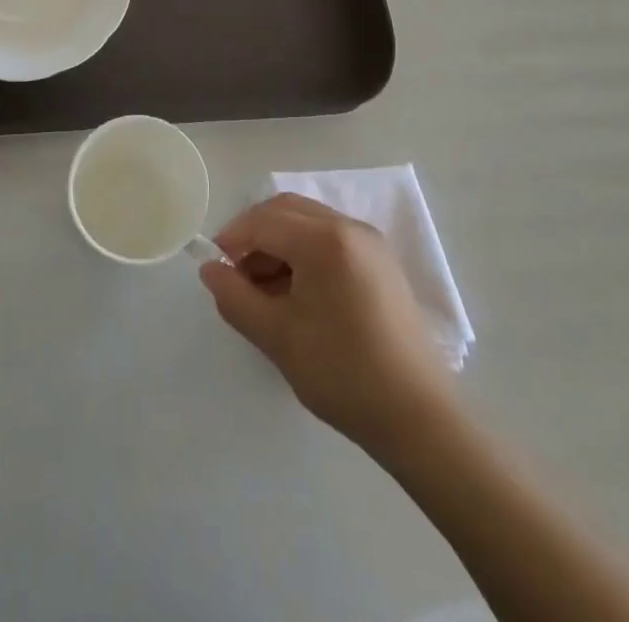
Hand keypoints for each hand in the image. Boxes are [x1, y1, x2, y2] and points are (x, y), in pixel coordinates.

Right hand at [201, 193, 452, 454]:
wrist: (418, 418)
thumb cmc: (342, 373)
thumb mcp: (277, 337)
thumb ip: (235, 297)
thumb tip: (209, 269)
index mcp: (323, 239)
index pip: (263, 221)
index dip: (231, 239)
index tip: (215, 269)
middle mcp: (349, 227)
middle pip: (286, 211)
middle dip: (254, 235)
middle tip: (237, 276)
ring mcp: (370, 242)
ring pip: (308, 223)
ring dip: (279, 244)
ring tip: (264, 291)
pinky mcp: (381, 262)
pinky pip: (331, 239)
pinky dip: (304, 253)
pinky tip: (297, 294)